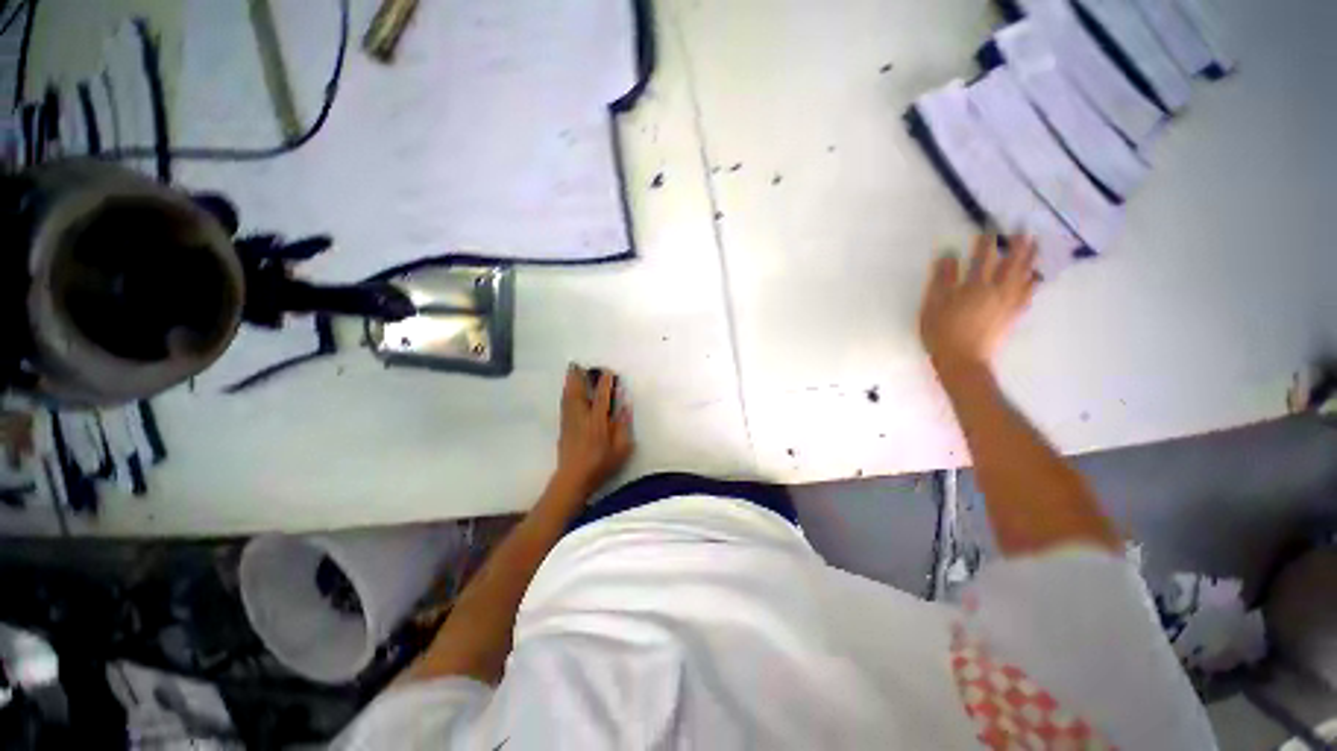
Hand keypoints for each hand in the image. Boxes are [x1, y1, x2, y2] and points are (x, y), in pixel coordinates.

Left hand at [553, 365, 633, 496]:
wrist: (573, 479)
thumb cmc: (600, 465)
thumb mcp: (621, 449)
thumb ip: (622, 426)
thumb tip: (624, 406)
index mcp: (597, 422)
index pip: (602, 397)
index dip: (604, 383)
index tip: (607, 371)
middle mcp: (582, 417)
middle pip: (579, 393)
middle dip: (579, 377)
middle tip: (578, 364)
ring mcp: (570, 422)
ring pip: (569, 397)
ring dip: (570, 382)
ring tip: (571, 371)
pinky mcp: (563, 427)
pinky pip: (564, 405)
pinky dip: (566, 394)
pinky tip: (567, 390)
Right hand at [919, 234, 1037, 372]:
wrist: (962, 361)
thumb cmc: (941, 333)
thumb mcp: (932, 306)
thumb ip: (941, 280)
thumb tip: (948, 256)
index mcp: (974, 286)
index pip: (982, 258)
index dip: (986, 241)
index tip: (991, 226)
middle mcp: (996, 290)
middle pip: (1012, 263)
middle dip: (1018, 245)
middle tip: (1026, 229)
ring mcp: (1008, 303)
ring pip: (1024, 276)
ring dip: (1030, 259)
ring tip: (1035, 246)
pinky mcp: (1013, 315)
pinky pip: (1028, 294)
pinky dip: (1033, 282)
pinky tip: (1035, 278)